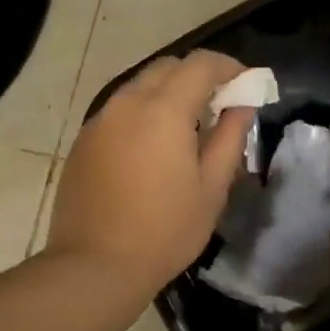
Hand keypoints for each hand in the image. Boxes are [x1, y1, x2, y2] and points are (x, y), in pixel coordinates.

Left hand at [47, 51, 255, 295]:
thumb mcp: (211, 188)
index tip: (246, 83)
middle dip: (197, 76)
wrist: (94, 266)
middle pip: (166, 68)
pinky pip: (119, 111)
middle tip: (219, 105)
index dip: (228, 67)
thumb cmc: (165, 231)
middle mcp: (126, 103)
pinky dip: (142, 114)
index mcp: (163, 110)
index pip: (200, 64)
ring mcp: (99, 121)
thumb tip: (242, 105)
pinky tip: (152, 149)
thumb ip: (230, 137)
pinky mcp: (83, 142)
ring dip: (167, 94)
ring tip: (187, 128)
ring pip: (139, 87)